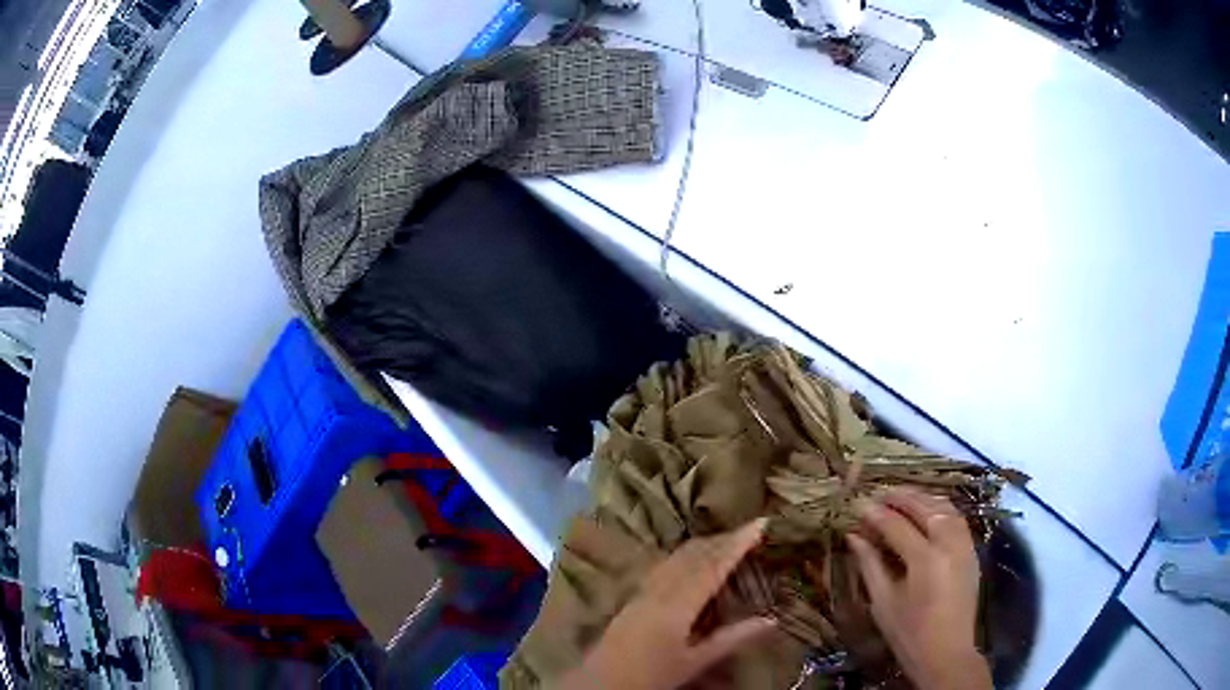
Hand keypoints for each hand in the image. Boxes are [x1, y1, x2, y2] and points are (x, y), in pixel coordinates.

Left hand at [556, 519, 776, 689]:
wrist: (601, 682)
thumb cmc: (651, 676)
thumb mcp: (695, 661)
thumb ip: (732, 639)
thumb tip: (772, 620)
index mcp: (678, 604)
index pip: (714, 564)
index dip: (738, 542)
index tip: (762, 522)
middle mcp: (660, 588)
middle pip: (695, 553)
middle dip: (724, 538)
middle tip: (752, 530)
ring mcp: (644, 589)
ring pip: (678, 556)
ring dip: (705, 544)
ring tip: (729, 541)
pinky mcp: (634, 595)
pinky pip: (666, 563)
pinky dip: (688, 555)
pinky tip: (694, 560)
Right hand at [847, 489, 991, 689]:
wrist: (946, 652)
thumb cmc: (908, 633)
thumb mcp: (883, 602)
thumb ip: (870, 564)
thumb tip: (853, 536)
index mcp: (925, 560)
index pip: (897, 525)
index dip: (875, 514)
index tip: (857, 505)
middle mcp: (949, 544)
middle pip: (925, 507)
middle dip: (900, 497)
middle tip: (878, 493)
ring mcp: (964, 545)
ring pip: (945, 507)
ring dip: (922, 498)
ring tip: (901, 497)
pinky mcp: (972, 550)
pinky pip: (957, 518)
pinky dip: (940, 508)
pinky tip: (926, 511)